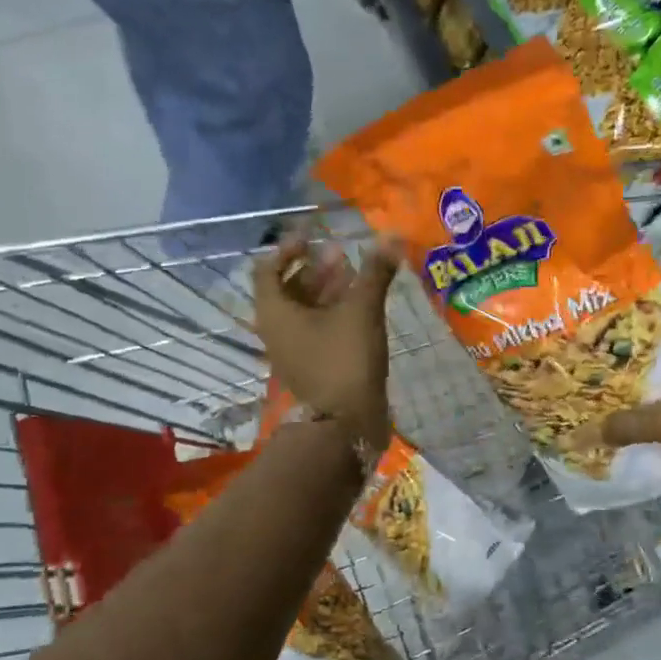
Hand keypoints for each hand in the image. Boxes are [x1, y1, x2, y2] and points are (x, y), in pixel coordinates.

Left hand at [252, 235, 399, 451]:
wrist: (346, 422)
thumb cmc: (345, 359)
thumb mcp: (362, 310)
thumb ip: (375, 273)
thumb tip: (392, 237)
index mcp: (274, 312)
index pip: (268, 268)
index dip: (289, 249)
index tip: (314, 237)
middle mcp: (276, 329)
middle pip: (289, 288)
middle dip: (315, 268)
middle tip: (341, 253)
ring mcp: (293, 349)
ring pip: (305, 309)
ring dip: (327, 289)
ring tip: (355, 274)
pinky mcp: (312, 364)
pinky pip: (317, 328)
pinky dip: (333, 311)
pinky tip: (361, 305)